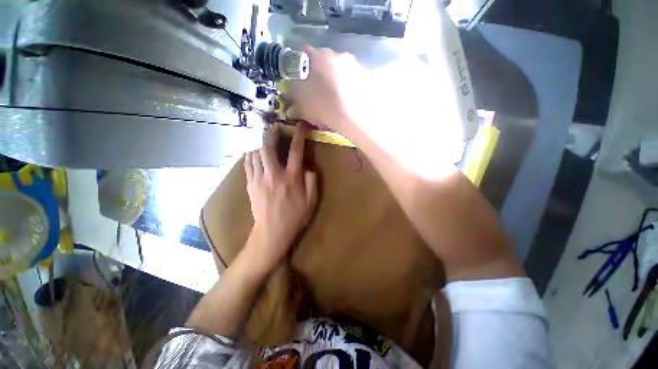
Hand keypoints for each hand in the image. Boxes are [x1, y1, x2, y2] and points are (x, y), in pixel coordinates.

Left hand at [244, 124, 317, 261]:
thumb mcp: (311, 201)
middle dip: (271, 133)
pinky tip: (254, 154)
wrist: (272, 232)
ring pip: (255, 153)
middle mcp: (274, 174)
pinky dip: (251, 155)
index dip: (299, 135)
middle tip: (274, 127)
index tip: (300, 125)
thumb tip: (307, 167)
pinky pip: (247, 164)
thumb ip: (311, 181)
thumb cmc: (294, 217)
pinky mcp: (250, 184)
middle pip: (268, 147)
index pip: (296, 151)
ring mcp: (259, 178)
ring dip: (260, 143)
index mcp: (291, 178)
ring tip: (264, 140)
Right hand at [289, 46, 463, 172]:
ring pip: (337, 71)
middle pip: (321, 62)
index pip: (300, 55)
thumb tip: (291, 109)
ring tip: (333, 102)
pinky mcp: (365, 75)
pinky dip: (346, 88)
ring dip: (333, 83)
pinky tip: (346, 103)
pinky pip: (350, 79)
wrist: (357, 117)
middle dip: (317, 77)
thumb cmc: (326, 108)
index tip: (299, 83)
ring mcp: (353, 64)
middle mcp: (335, 55)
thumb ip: (295, 104)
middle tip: (317, 96)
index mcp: (316, 58)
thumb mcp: (305, 108)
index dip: (298, 69)